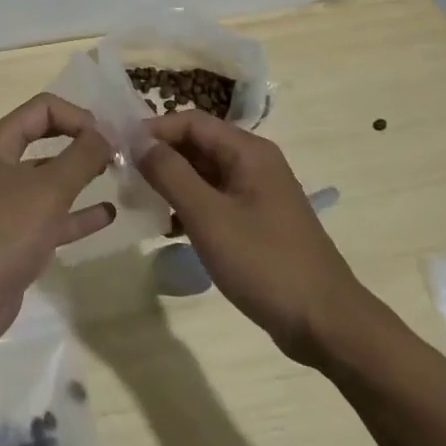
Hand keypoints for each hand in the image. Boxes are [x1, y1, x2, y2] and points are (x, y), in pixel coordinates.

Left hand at [0, 94, 116, 369]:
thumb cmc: (1, 233)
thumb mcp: (48, 190)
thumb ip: (82, 157)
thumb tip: (106, 133)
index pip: (43, 108)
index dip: (78, 116)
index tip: (108, 138)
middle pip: (46, 139)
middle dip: (82, 142)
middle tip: (119, 152)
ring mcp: (4, 204)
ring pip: (49, 180)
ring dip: (82, 176)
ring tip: (119, 176)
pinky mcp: (13, 239)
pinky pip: (51, 216)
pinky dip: (77, 213)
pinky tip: (107, 214)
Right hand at [136, 112, 365, 364]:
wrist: (326, 323)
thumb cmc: (265, 263)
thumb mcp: (209, 217)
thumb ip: (171, 174)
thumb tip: (139, 141)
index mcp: (248, 152)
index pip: (191, 122)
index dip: (154, 129)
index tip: (119, 149)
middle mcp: (255, 163)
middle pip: (199, 145)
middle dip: (161, 157)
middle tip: (124, 177)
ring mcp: (259, 194)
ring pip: (206, 174)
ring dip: (174, 183)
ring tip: (141, 203)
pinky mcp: (259, 222)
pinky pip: (217, 200)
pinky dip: (192, 206)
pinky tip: (171, 229)